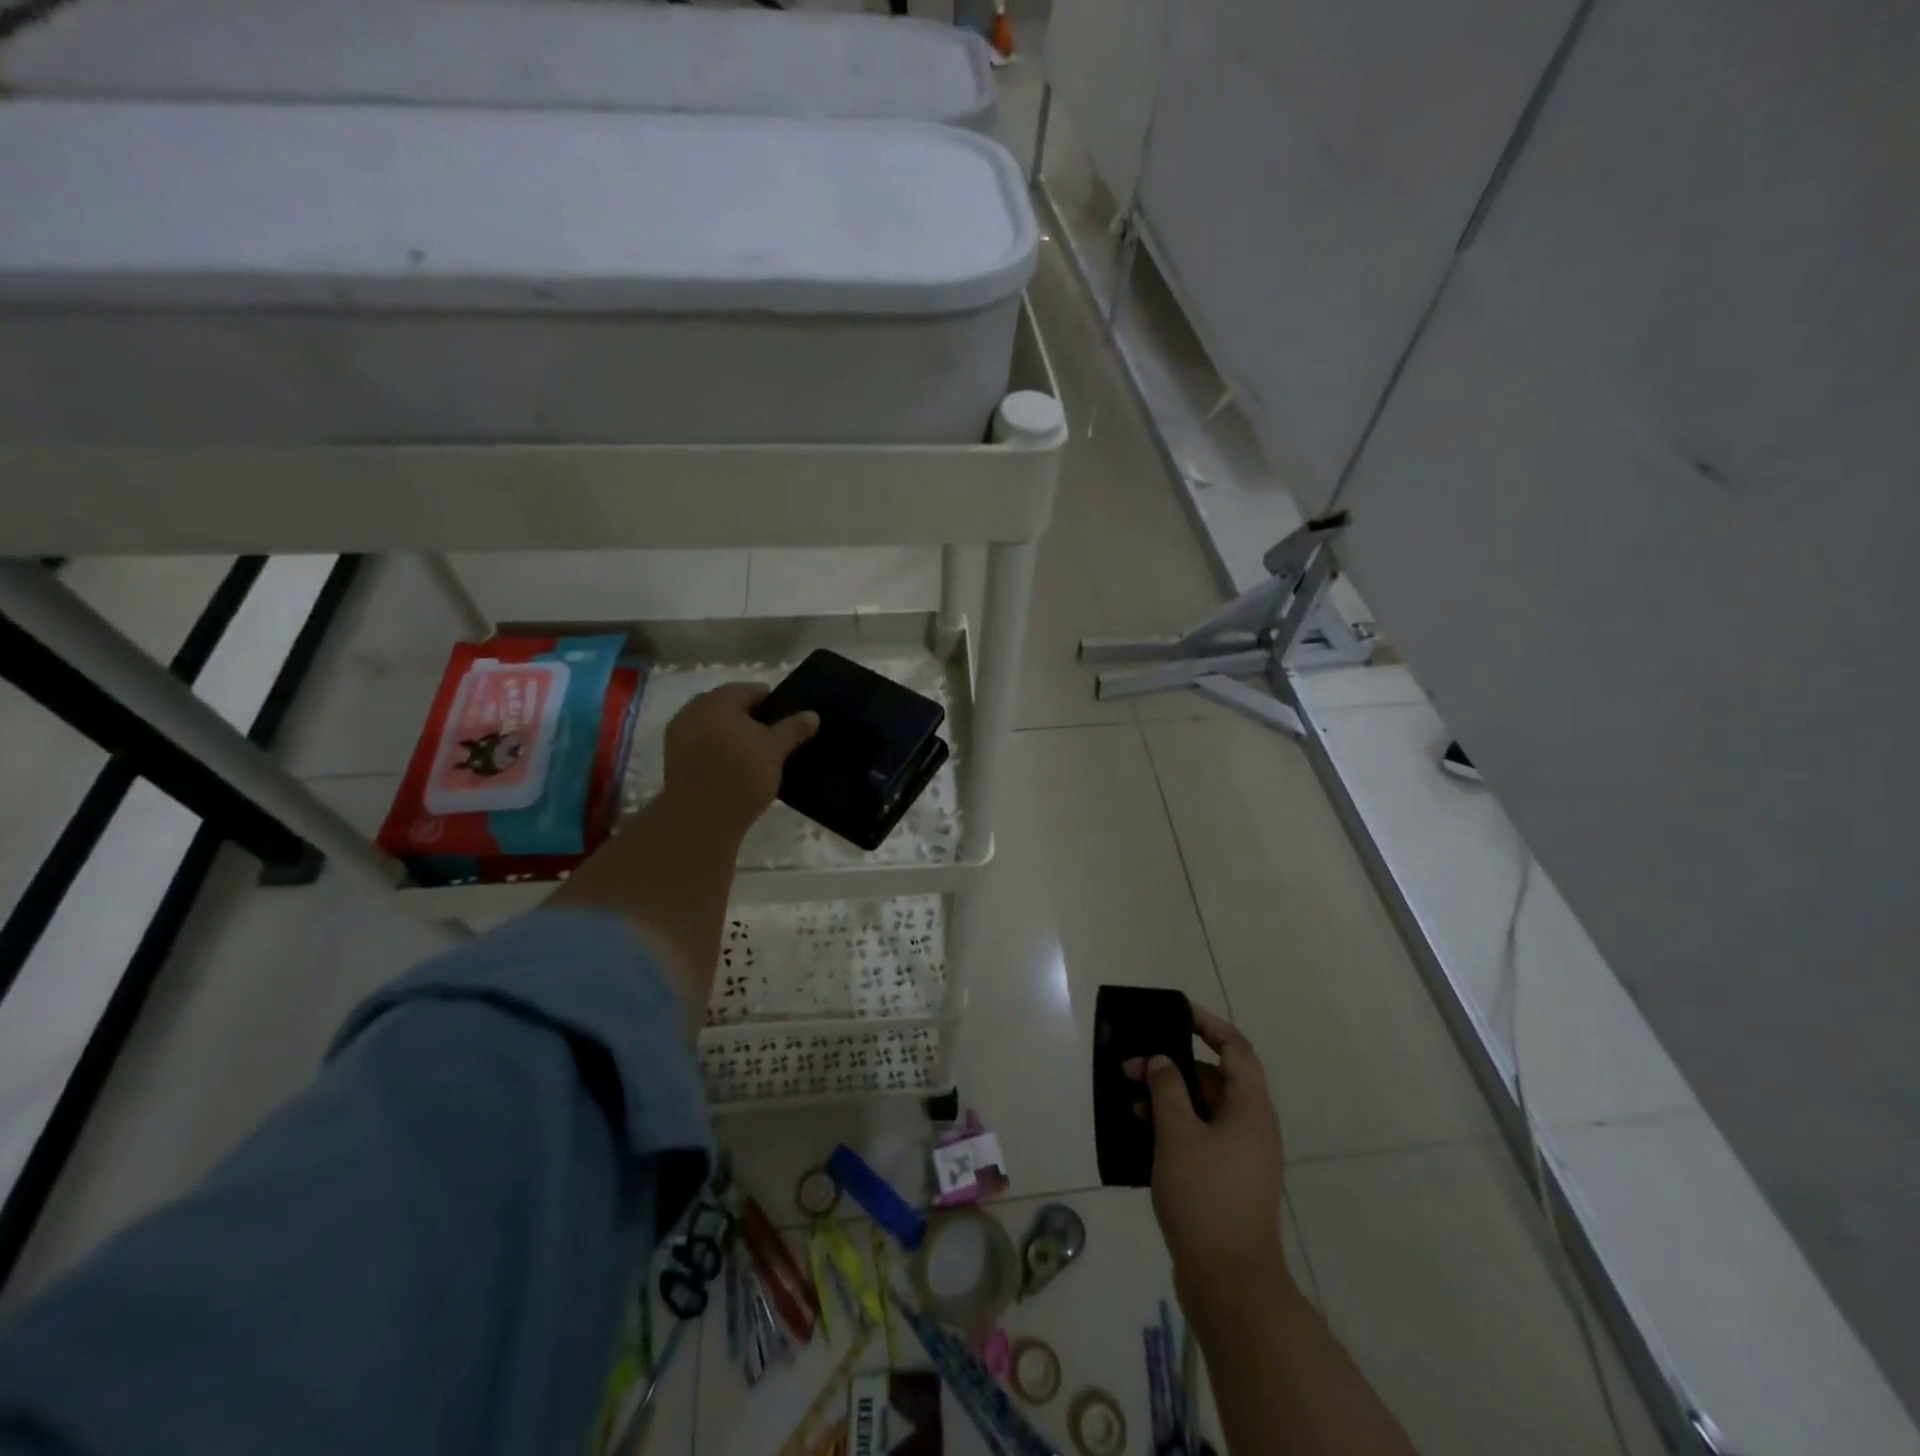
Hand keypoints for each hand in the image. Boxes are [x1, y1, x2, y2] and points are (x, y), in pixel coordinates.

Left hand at [661, 683, 817, 839]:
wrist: (701, 818)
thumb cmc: (742, 774)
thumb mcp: (776, 750)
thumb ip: (793, 728)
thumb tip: (813, 714)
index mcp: (718, 700)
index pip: (750, 690)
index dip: (772, 703)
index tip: (787, 721)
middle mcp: (693, 710)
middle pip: (728, 707)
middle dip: (750, 719)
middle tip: (772, 739)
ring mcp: (678, 735)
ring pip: (713, 726)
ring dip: (732, 735)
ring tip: (754, 756)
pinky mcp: (672, 759)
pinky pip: (701, 745)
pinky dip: (717, 751)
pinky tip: (732, 768)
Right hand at [1133, 1004, 1290, 1312]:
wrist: (1230, 1284)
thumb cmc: (1206, 1196)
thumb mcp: (1178, 1134)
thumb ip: (1166, 1088)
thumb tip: (1161, 1061)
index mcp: (1251, 1109)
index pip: (1235, 1049)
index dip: (1208, 1025)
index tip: (1176, 1013)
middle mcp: (1253, 1128)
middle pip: (1215, 1079)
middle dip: (1173, 1067)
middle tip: (1134, 1065)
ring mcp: (1242, 1158)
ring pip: (1204, 1110)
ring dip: (1168, 1099)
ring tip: (1129, 1100)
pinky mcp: (1227, 1182)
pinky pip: (1200, 1138)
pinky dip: (1173, 1128)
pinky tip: (1140, 1133)